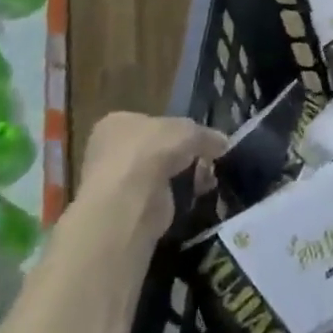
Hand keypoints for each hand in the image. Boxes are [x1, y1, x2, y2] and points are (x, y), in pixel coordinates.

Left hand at [80, 111, 227, 240]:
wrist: (128, 199)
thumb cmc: (152, 150)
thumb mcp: (190, 131)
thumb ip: (207, 135)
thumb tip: (223, 143)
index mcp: (117, 123)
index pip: (150, 123)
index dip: (176, 130)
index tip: (197, 139)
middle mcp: (109, 151)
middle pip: (155, 149)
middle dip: (181, 156)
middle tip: (205, 161)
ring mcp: (114, 182)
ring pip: (158, 175)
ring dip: (182, 178)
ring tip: (205, 182)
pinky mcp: (125, 210)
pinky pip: (157, 198)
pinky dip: (175, 199)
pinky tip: (193, 197)